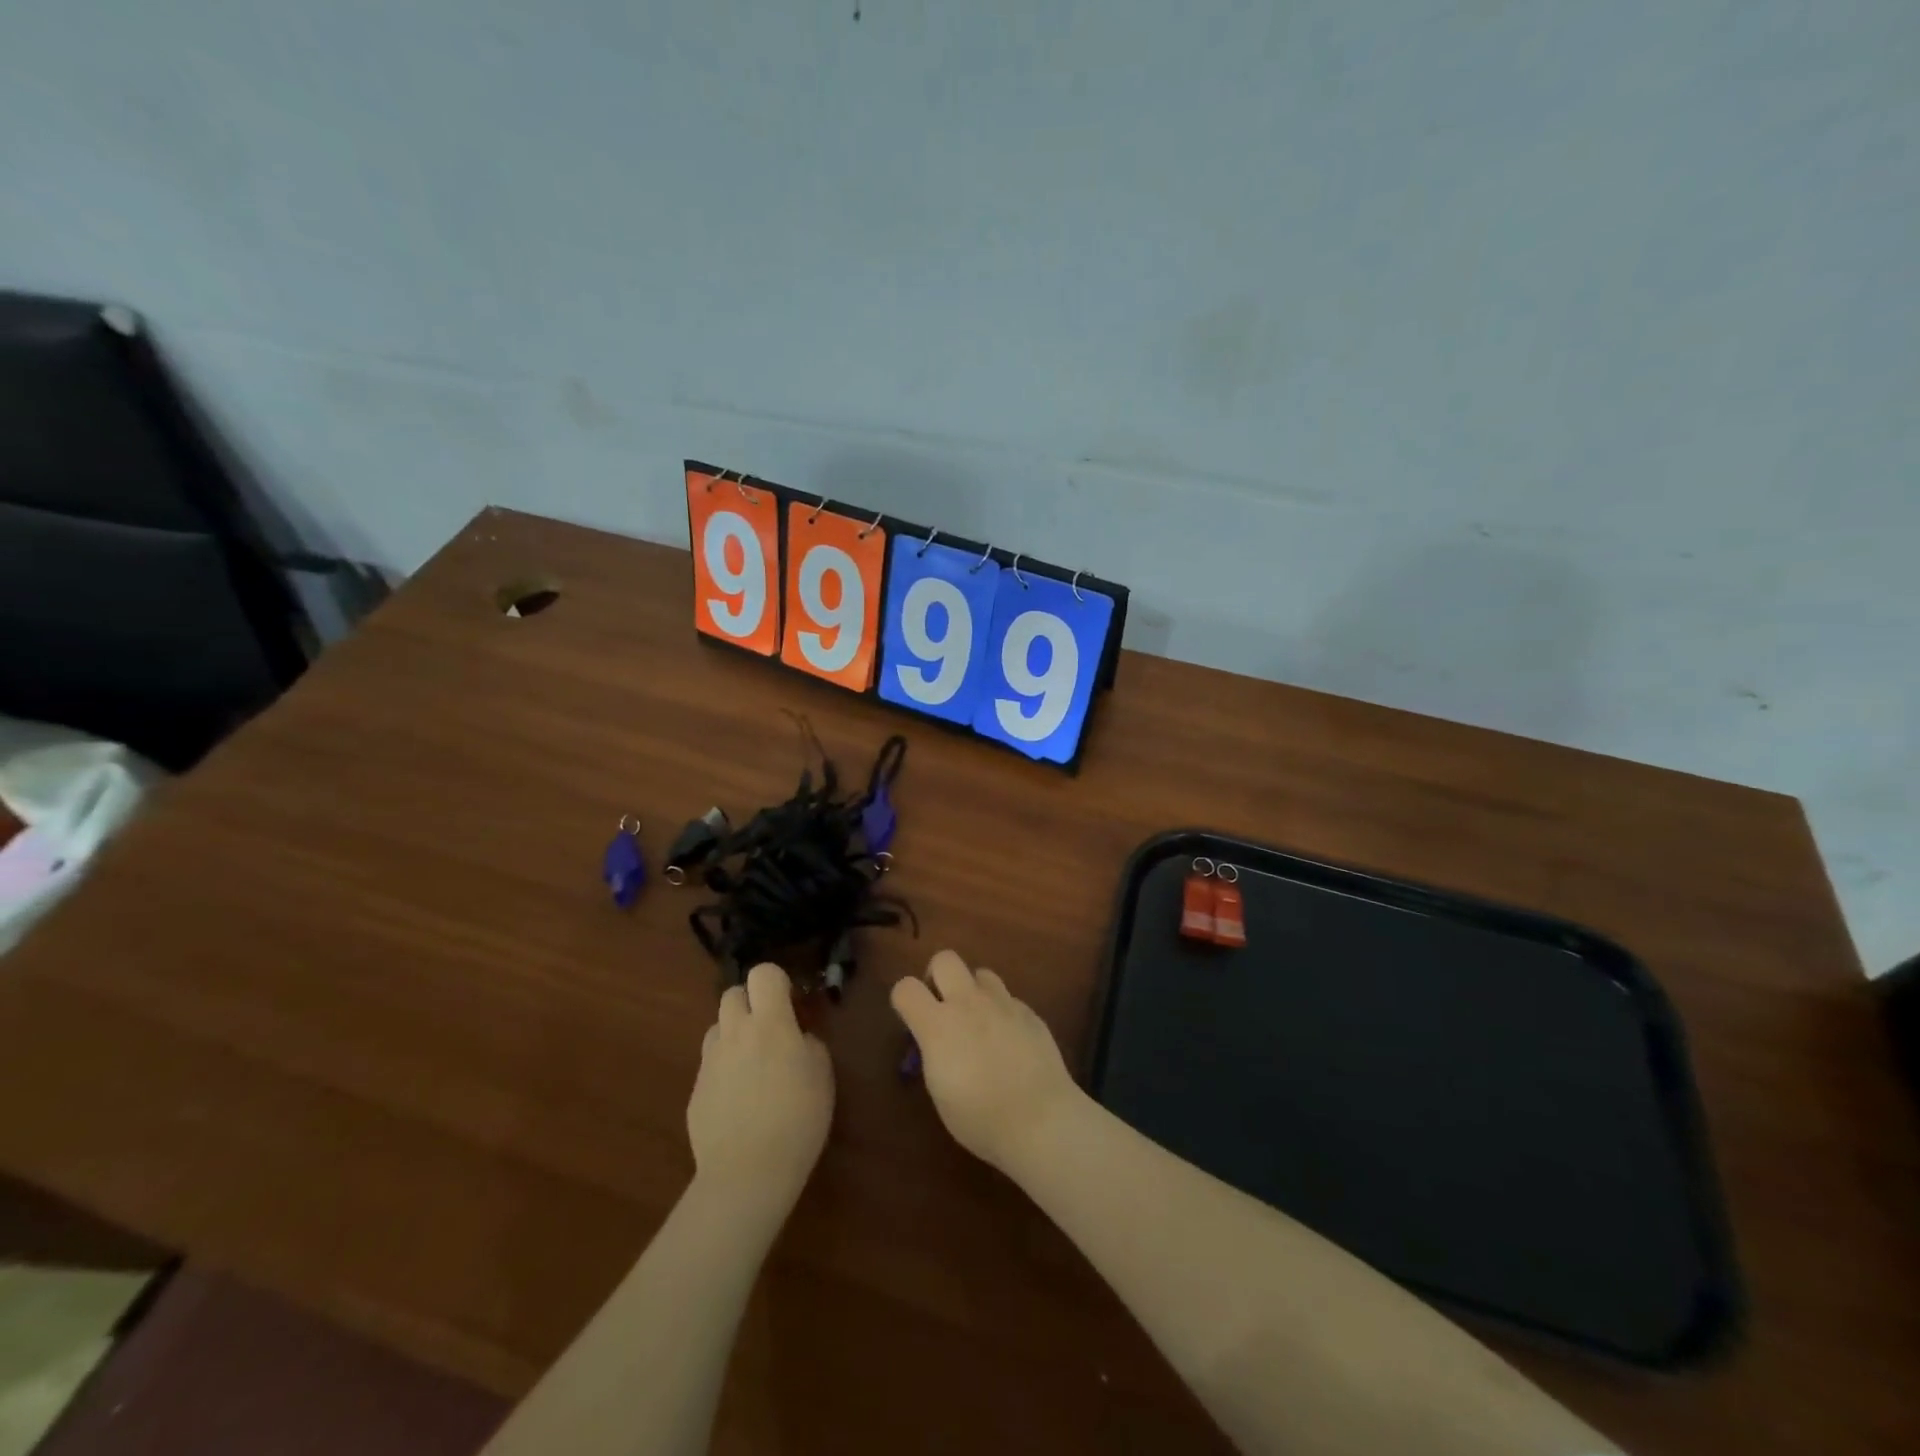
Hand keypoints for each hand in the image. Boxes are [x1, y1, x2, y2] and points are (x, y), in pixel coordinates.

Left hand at [688, 962, 833, 1217]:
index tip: (790, 1002)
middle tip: (770, 1028)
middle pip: (732, 993)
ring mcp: (710, 1062)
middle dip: (751, 1002)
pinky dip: (724, 1069)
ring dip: (734, 1033)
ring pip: (718, 1027)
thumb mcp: (822, 1075)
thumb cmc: (797, 1119)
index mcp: (770, 1023)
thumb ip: (809, 1044)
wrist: (747, 1174)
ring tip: (752, 1063)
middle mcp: (735, 1033)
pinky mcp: (695, 1091)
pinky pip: (710, 1064)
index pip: (763, 973)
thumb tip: (798, 1038)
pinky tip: (739, 1100)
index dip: (777, 981)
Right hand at [890, 949, 1082, 1173]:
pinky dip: (1002, 1013)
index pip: (906, 987)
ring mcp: (1003, 1003)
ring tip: (979, 1021)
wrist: (1041, 1120)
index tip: (911, 1019)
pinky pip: (1009, 999)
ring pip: (981, 973)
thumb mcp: (940, 1091)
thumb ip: (934, 1052)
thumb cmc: (981, 1118)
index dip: (904, 1000)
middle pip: (945, 958)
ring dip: (974, 991)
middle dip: (938, 976)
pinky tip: (1010, 1041)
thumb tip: (936, 1040)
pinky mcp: (1030, 1012)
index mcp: (938, 1025)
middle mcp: (969, 1003)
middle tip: (944, 1006)